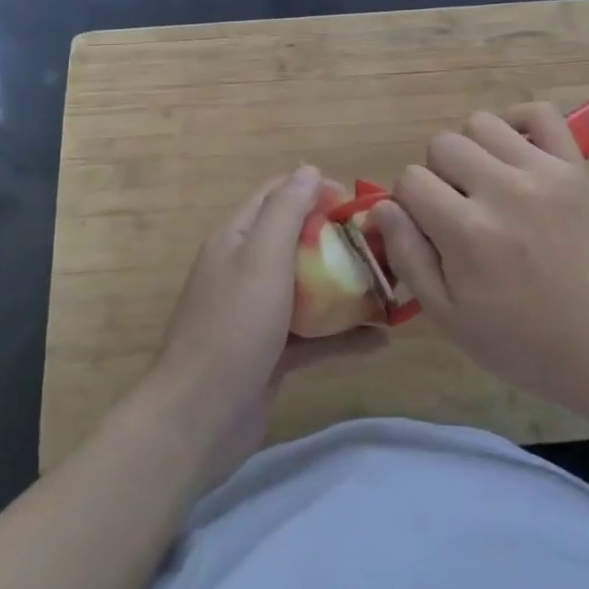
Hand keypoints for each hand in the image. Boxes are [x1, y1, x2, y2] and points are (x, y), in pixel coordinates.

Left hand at [140, 165, 384, 490]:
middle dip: (338, 239)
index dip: (315, 189)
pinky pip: (314, 334)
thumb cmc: (233, 327)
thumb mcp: (261, 257)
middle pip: (298, 240)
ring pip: (310, 287)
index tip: (355, 203)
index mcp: (237, 238)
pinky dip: (343, 334)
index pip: (277, 194)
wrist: (199, 419)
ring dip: (346, 286)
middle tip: (380, 246)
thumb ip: (285, 211)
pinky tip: (379, 340)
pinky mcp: (272, 352)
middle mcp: (247, 268)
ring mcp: (259, 313)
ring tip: (389, 288)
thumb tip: (308, 169)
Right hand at [374, 104, 588, 414]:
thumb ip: (409, 258)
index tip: (429, 227)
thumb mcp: (451, 319)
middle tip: (460, 208)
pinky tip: (517, 154)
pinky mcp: (575, 166)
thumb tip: (380, 208)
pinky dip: (519, 123)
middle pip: (442, 144)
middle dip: (439, 174)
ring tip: (489, 182)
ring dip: (474, 149)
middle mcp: (502, 190)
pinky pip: (540, 113)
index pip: (410, 180)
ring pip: (481, 123)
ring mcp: (543, 172)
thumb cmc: (525, 343)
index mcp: (467, 233)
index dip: (410, 203)